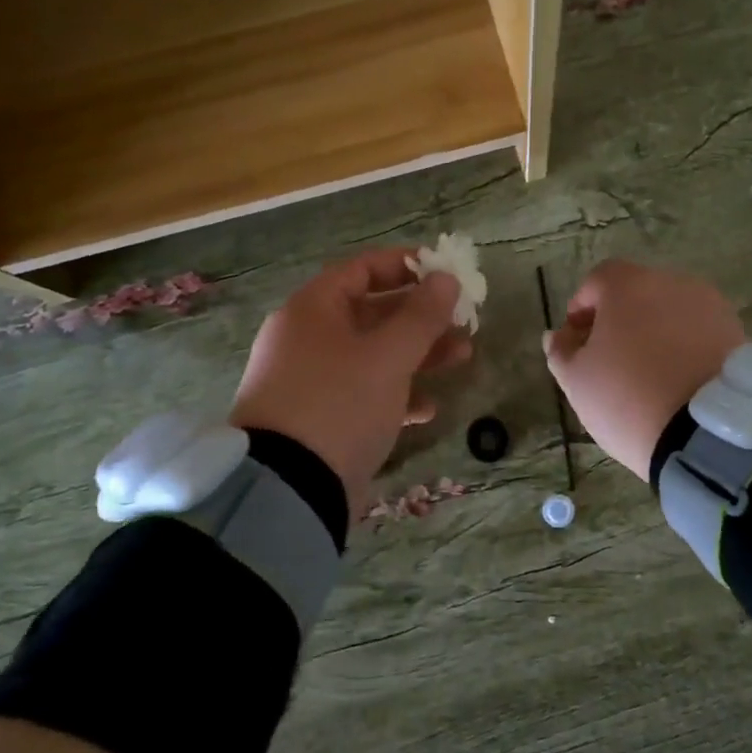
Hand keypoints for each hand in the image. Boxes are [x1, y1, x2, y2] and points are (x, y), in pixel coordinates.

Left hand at [230, 249, 467, 515]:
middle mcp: (307, 338)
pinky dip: (395, 394)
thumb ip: (422, 315)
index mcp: (313, 309)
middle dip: (421, 317)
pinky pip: (362, 393)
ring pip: (372, 354)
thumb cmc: (340, 403)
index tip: (445, 272)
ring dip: (417, 354)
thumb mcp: (389, 356)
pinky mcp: (318, 418)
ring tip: (463, 357)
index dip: (406, 266)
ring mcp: (310, 380)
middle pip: (372, 313)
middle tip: (464, 320)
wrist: (288, 487)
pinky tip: (427, 409)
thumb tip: (446, 277)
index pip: (362, 269)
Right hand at [544, 260, 743, 480]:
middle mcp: (672, 283)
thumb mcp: (577, 381)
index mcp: (628, 285)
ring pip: (670, 312)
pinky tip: (677, 381)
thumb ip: (562, 352)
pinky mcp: (737, 333)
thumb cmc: (628, 397)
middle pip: (637, 293)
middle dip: (619, 320)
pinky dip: (683, 347)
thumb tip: (558, 336)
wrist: (708, 433)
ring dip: (654, 332)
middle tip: (609, 360)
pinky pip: (698, 333)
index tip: (576, 341)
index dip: (582, 308)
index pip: (597, 280)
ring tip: (647, 374)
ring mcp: (710, 306)